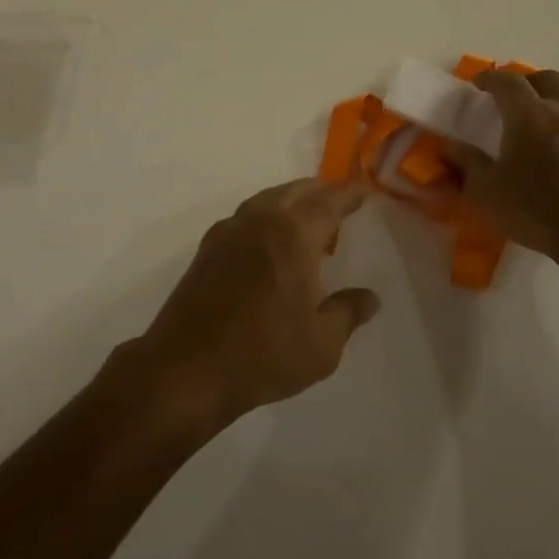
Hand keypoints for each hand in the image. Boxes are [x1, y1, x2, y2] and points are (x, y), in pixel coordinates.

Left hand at [130, 180, 379, 434]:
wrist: (188, 367)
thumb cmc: (263, 354)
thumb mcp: (322, 344)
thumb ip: (348, 312)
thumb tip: (370, 297)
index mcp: (293, 234)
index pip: (328, 201)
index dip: (349, 194)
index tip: (364, 191)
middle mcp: (261, 219)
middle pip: (296, 191)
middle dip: (321, 192)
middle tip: (340, 203)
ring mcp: (230, 230)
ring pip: (268, 199)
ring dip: (291, 201)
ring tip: (309, 221)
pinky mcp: (209, 246)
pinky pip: (246, 215)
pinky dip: (266, 216)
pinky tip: (269, 240)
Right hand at [447, 68, 558, 262]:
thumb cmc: (532, 208)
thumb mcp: (484, 189)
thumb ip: (466, 164)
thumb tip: (450, 147)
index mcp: (528, 115)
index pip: (507, 81)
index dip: (490, 78)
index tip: (477, 84)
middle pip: (552, 79)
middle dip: (531, 81)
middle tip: (516, 97)